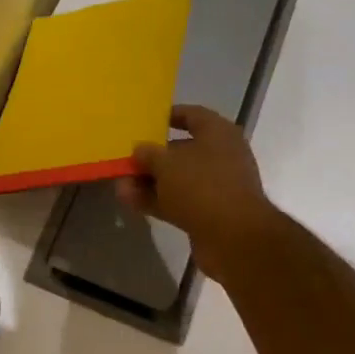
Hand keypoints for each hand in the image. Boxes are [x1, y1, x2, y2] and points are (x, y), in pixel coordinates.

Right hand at [118, 105, 283, 277]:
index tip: (145, 122)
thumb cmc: (201, 186)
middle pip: (181, 150)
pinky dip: (157, 200)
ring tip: (120, 184)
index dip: (168, 116)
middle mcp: (221, 156)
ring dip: (149, 182)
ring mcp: (216, 187)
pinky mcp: (210, 213)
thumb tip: (140, 150)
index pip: (192, 115)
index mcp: (218, 133)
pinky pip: (179, 201)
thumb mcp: (166, 163)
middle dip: (152, 157)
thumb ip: (148, 153)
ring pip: (177, 179)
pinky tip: (130, 201)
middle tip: (126, 159)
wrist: (234, 239)